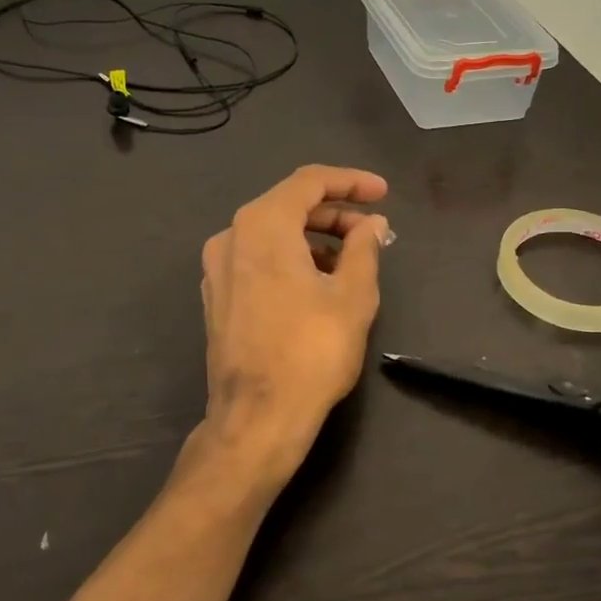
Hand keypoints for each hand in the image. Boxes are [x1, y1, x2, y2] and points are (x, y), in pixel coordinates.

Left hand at [197, 166, 391, 482]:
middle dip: (335, 213)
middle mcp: (231, 236)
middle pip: (288, 205)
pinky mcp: (217, 297)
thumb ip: (364, 248)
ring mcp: (217, 268)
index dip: (351, 182)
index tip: (383, 194)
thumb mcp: (353, 295)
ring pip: (272, 234)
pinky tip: (318, 282)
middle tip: (373, 230)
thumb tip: (372, 225)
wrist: (258, 418)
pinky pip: (257, 259)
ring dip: (314, 238)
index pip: (310, 182)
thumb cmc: (312, 350)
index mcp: (262, 225)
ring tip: (352, 260)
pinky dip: (290, 258)